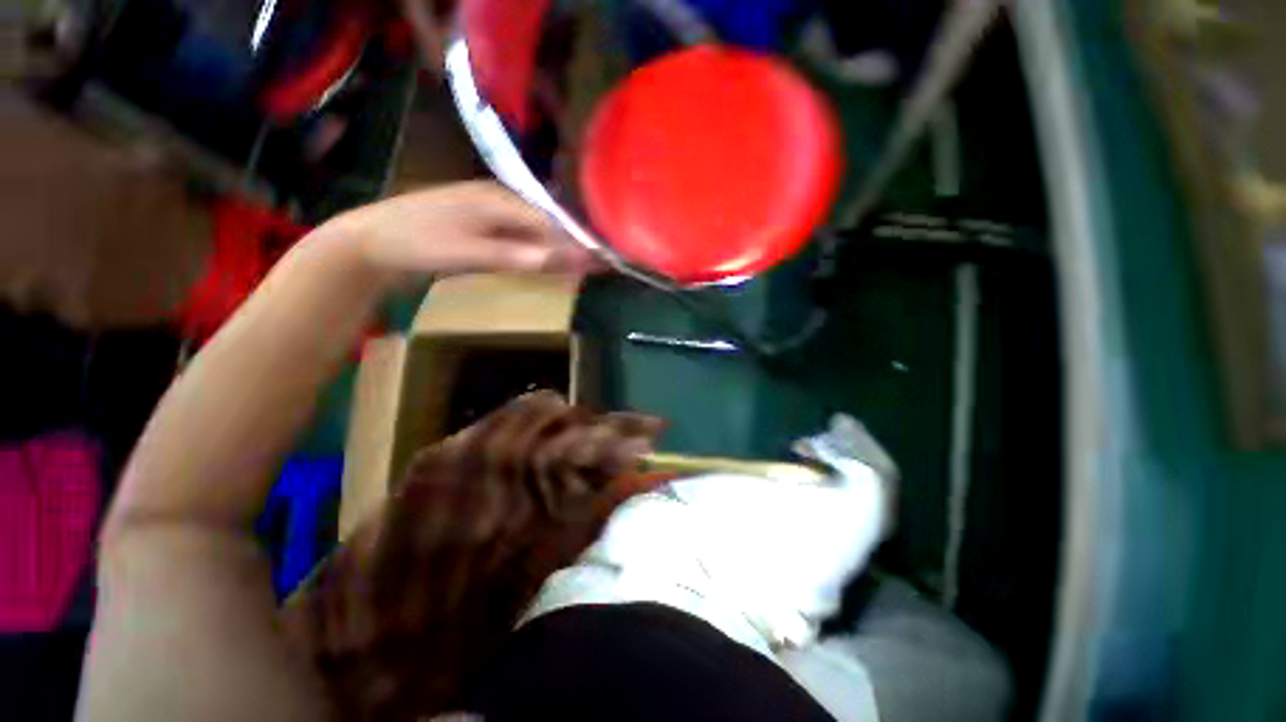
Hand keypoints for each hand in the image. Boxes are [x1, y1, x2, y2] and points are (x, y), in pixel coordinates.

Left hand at [325, 181, 599, 278]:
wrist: (371, 243)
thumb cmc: (417, 242)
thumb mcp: (468, 251)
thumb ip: (516, 255)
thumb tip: (561, 259)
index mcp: (499, 199)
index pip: (550, 222)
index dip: (577, 243)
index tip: (602, 261)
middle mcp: (500, 201)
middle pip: (547, 224)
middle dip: (573, 245)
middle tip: (599, 266)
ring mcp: (491, 214)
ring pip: (536, 232)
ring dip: (558, 249)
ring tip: (584, 266)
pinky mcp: (484, 229)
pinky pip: (521, 239)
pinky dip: (538, 252)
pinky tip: (549, 261)